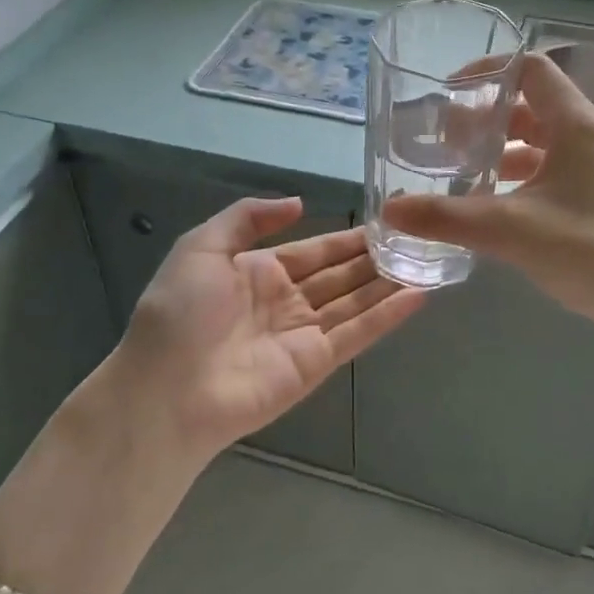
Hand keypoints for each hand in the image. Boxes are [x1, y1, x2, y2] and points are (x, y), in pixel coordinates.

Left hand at [116, 198, 424, 455]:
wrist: (167, 390)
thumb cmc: (180, 312)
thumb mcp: (201, 247)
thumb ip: (247, 218)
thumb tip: (297, 203)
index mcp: (257, 273)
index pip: (313, 251)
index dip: (346, 238)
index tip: (383, 221)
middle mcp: (285, 302)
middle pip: (339, 276)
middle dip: (373, 259)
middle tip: (415, 239)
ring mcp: (302, 335)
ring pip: (354, 303)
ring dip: (387, 283)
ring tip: (426, 261)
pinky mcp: (316, 364)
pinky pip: (357, 334)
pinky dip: (387, 316)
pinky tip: (418, 295)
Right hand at [384, 52, 593, 338]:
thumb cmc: (592, 251)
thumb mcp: (512, 230)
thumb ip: (447, 218)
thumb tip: (389, 210)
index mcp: (576, 126)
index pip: (531, 70)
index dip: (489, 71)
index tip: (448, 91)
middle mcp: (587, 138)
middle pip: (530, 106)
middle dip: (484, 117)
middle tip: (443, 139)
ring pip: (538, 142)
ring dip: (499, 150)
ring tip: (458, 169)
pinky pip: (547, 172)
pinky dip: (516, 178)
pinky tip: (490, 205)